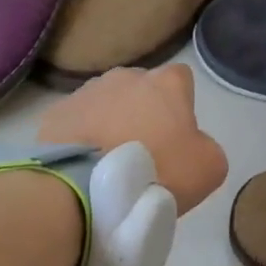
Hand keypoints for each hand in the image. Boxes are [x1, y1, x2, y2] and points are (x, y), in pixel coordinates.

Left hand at [38, 64, 227, 213]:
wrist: (89, 189)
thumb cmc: (158, 172)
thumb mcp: (209, 168)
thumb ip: (206, 146)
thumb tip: (191, 145)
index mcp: (165, 83)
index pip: (181, 80)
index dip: (182, 106)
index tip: (177, 136)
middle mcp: (125, 77)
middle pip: (141, 90)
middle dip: (143, 113)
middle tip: (144, 152)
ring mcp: (86, 92)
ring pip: (106, 104)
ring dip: (110, 124)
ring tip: (110, 161)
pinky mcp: (57, 114)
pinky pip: (77, 123)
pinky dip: (83, 139)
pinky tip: (85, 166)